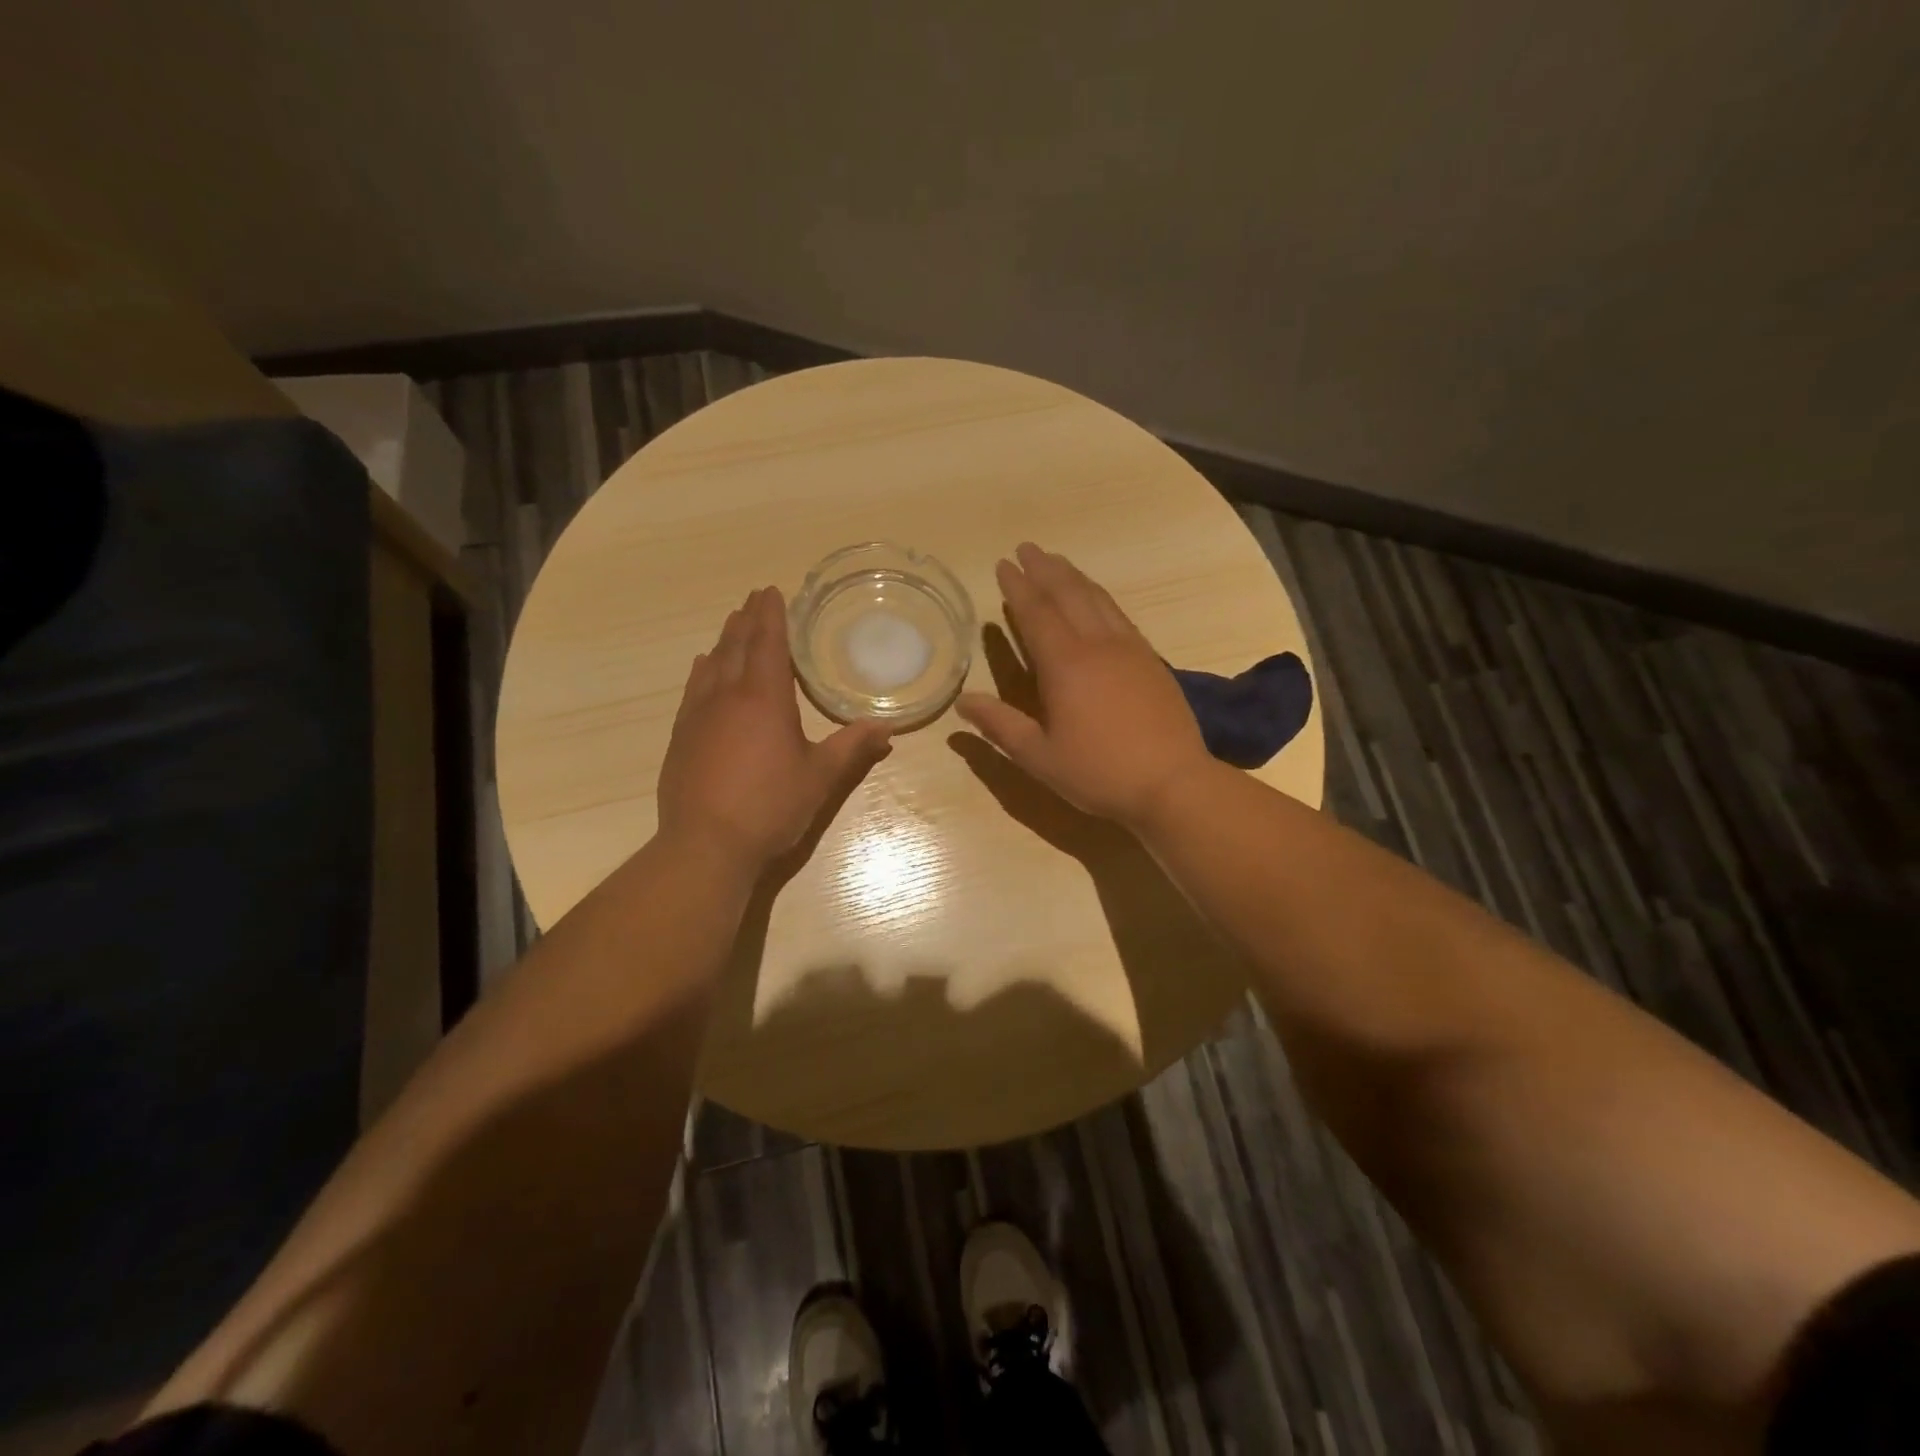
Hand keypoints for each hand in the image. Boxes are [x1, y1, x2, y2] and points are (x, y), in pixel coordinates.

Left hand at [658, 587, 892, 870]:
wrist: (705, 844)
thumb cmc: (770, 806)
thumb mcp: (820, 776)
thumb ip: (852, 747)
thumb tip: (888, 728)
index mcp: (765, 699)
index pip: (769, 644)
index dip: (772, 616)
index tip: (772, 591)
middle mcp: (728, 696)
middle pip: (737, 646)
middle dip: (748, 619)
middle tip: (755, 598)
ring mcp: (699, 715)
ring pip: (712, 664)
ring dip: (725, 640)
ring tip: (733, 623)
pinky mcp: (681, 735)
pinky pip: (694, 688)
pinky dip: (702, 669)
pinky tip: (703, 666)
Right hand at [956, 543, 1212, 828]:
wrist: (1173, 783)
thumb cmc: (1099, 773)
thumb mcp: (1039, 757)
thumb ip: (1001, 726)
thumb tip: (963, 702)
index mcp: (1065, 665)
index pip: (1036, 613)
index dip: (1017, 587)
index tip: (1003, 564)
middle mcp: (1097, 645)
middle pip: (1068, 594)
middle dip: (1044, 569)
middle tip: (1026, 548)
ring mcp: (1129, 649)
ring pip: (1097, 599)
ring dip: (1074, 577)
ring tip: (1057, 562)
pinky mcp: (1151, 660)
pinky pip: (1119, 615)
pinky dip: (1101, 597)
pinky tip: (1097, 599)